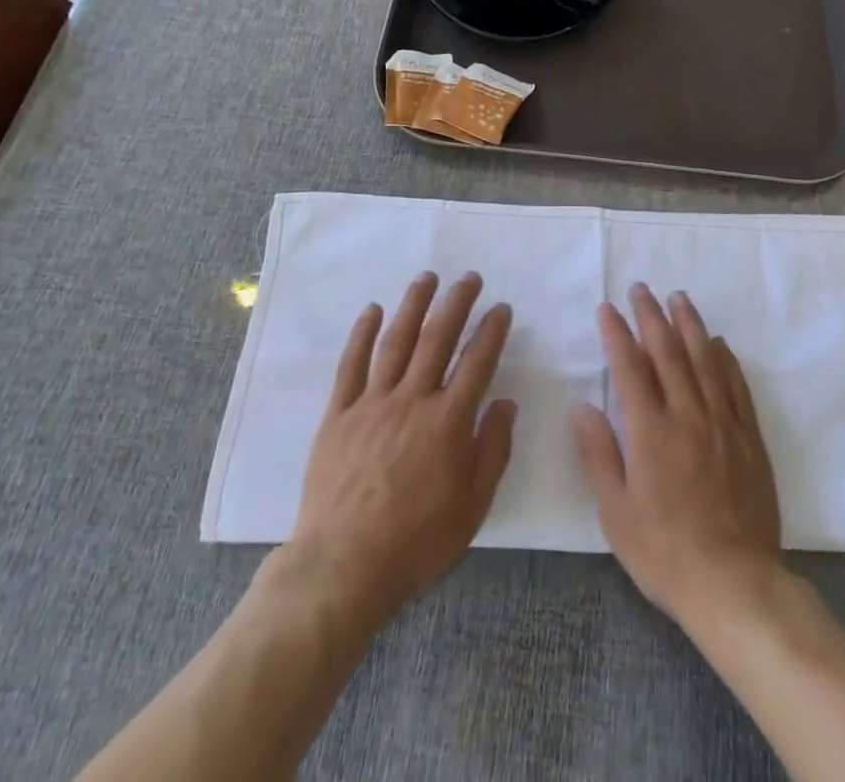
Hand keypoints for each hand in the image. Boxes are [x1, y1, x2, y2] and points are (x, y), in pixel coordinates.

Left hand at [288, 272, 515, 629]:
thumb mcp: (473, 506)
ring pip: (396, 341)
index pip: (477, 362)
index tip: (501, 308)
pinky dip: (362, 334)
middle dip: (457, 303)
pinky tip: (372, 310)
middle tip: (469, 278)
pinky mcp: (339, 414)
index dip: (492, 331)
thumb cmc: (417, 541)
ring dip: (414, 305)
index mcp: (448, 421)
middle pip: (438, 339)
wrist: (343, 566)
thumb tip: (506, 402)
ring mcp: (372, 403)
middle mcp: (412, 400)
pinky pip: (351, 365)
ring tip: (427, 278)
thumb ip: (493, 449)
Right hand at [570, 285, 781, 627]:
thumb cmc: (665, 552)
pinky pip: (736, 387)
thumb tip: (581, 406)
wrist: (735, 584)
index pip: (630, 368)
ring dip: (690, 325)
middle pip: (668, 353)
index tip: (608, 308)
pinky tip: (719, 343)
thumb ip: (598, 454)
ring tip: (679, 298)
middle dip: (652, 316)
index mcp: (651, 432)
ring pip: (704, 360)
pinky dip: (725, 359)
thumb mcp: (616, 512)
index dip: (617, 334)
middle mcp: (688, 416)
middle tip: (641, 289)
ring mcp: (722, 424)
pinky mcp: (749, 438)